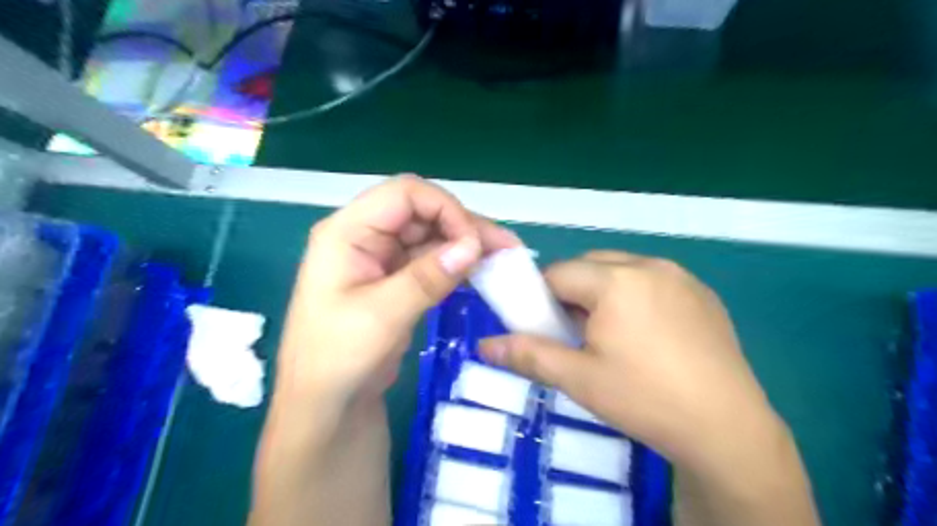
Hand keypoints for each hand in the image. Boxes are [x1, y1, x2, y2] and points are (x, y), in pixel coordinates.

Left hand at [276, 174, 523, 407]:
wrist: (327, 406)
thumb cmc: (337, 359)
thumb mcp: (381, 317)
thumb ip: (426, 278)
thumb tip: (473, 245)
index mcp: (348, 232)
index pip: (404, 194)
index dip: (445, 208)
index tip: (474, 241)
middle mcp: (365, 236)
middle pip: (422, 211)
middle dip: (464, 225)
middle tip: (505, 247)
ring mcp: (382, 258)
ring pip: (431, 235)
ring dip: (466, 243)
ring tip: (503, 257)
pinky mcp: (397, 279)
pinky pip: (431, 260)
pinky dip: (457, 263)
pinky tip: (482, 271)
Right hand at [479, 251, 779, 471]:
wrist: (727, 429)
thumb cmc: (644, 399)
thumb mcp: (578, 378)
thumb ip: (528, 354)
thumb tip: (484, 345)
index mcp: (616, 280)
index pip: (558, 273)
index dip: (543, 298)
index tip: (547, 327)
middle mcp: (648, 265)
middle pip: (590, 266)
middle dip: (574, 293)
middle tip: (578, 334)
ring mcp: (680, 276)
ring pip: (622, 270)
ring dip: (605, 292)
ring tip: (613, 336)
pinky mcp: (701, 292)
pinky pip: (653, 280)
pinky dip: (636, 295)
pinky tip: (648, 336)